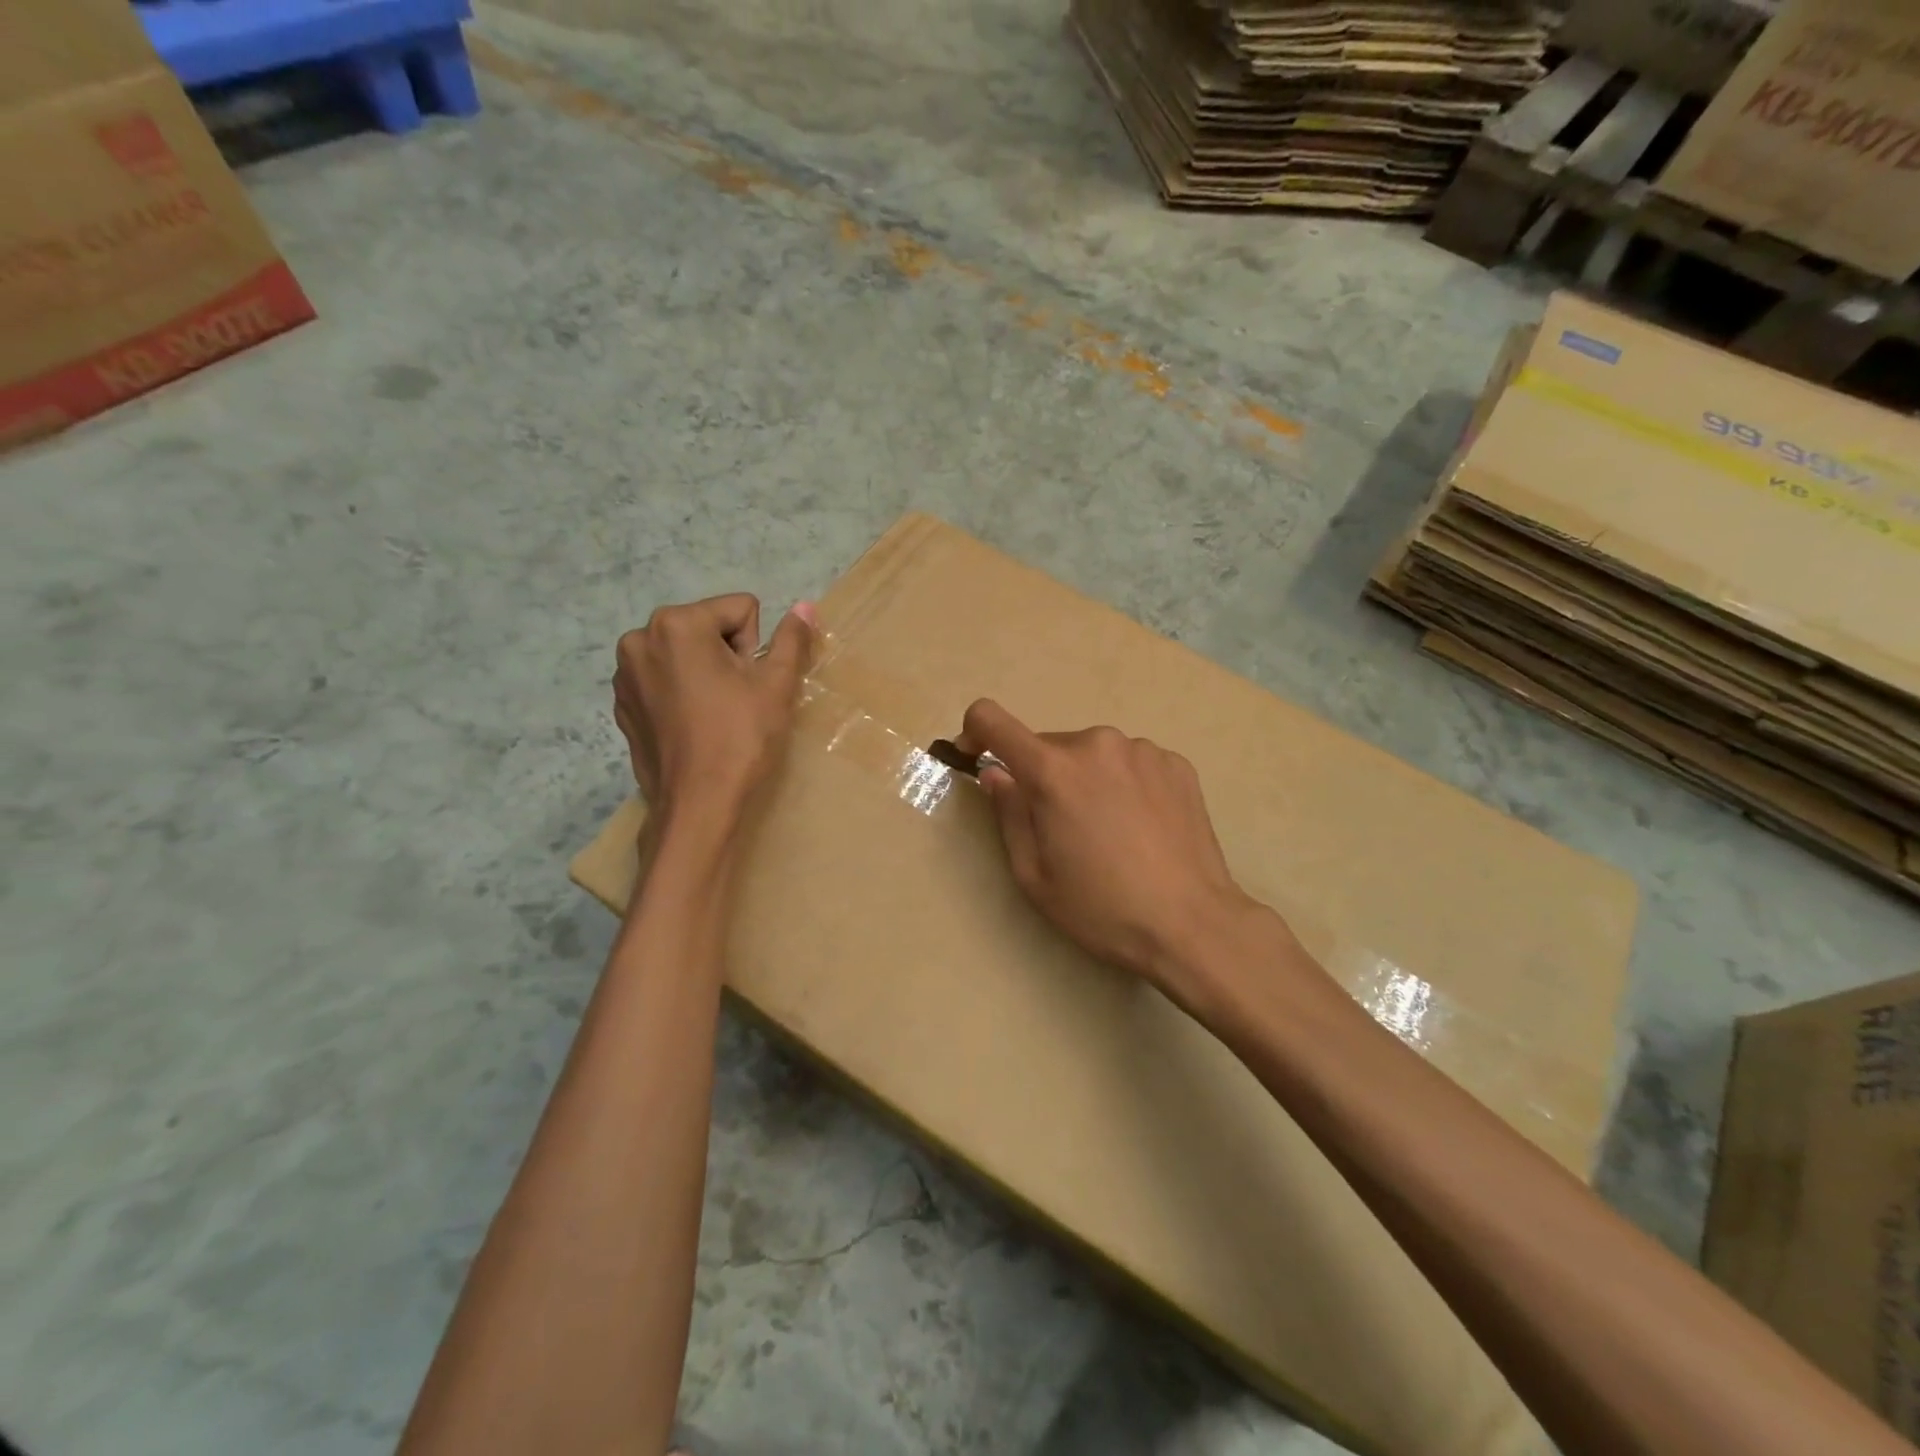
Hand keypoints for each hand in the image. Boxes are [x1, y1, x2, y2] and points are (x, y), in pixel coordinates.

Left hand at [613, 595, 815, 825]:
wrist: (697, 804)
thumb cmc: (740, 739)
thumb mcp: (776, 685)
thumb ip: (791, 639)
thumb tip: (806, 605)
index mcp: (677, 624)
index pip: (740, 610)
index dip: (755, 647)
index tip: (747, 684)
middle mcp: (640, 638)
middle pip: (708, 627)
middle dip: (727, 655)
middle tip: (734, 700)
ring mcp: (624, 672)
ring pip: (685, 653)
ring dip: (703, 672)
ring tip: (713, 713)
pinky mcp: (621, 702)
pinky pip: (663, 678)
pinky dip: (680, 692)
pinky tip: (691, 725)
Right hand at [956, 699, 1278, 1011]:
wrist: (1193, 924)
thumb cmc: (1101, 908)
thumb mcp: (1034, 874)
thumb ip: (1008, 813)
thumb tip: (995, 773)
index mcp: (1053, 770)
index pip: (992, 720)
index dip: (974, 733)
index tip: (975, 757)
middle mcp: (1096, 744)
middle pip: (1048, 747)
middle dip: (1041, 776)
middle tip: (1059, 828)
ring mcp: (1142, 749)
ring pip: (1092, 755)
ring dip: (1085, 779)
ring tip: (1108, 831)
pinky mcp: (1176, 762)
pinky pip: (1129, 762)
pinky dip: (1122, 783)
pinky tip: (1140, 826)